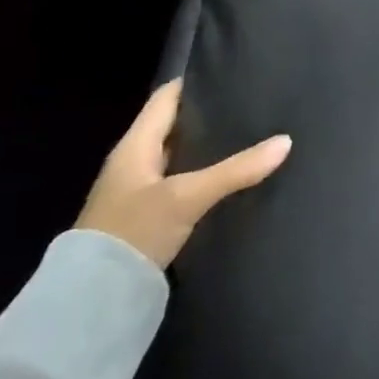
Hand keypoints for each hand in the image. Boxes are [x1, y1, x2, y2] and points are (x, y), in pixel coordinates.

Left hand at [76, 79, 290, 268]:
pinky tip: (226, 178)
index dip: (196, 83)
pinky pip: (178, 182)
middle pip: (173, 125)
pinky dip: (200, 174)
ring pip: (177, 155)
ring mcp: (138, 191)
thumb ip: (236, 170)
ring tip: (247, 136)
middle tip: (250, 106)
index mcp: (135, 144)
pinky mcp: (146, 218)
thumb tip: (285, 141)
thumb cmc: (134, 231)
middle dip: (207, 116)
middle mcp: (134, 161)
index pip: (167, 97)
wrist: (93, 302)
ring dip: (205, 147)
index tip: (232, 75)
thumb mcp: (188, 197)